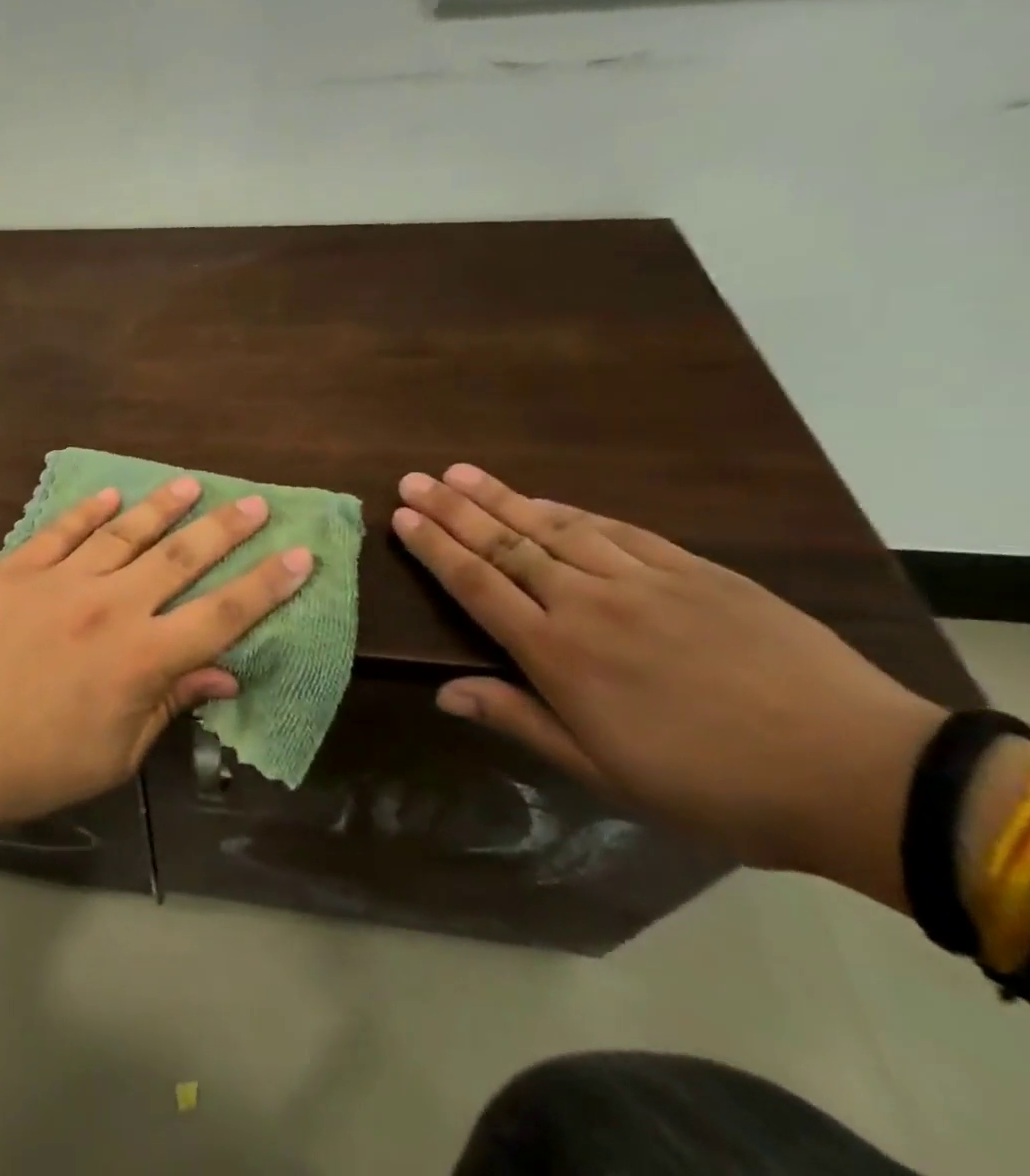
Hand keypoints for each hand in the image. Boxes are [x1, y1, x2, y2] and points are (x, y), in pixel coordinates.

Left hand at [0, 476, 313, 834]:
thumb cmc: (35, 766)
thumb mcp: (117, 753)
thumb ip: (170, 703)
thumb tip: (224, 672)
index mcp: (143, 658)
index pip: (223, 614)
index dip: (268, 584)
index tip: (301, 554)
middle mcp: (110, 607)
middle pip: (181, 558)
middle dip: (225, 529)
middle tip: (255, 503)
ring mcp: (60, 581)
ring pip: (124, 533)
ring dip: (163, 508)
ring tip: (191, 485)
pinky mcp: (15, 570)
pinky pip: (61, 531)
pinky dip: (89, 510)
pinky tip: (111, 495)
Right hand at [392, 464, 946, 908]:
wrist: (856, 770)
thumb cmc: (712, 785)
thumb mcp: (603, 772)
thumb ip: (518, 719)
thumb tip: (444, 693)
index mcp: (558, 655)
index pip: (477, 585)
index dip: (434, 548)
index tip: (402, 517)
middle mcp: (587, 604)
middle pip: (505, 545)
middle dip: (452, 510)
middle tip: (414, 480)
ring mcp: (642, 581)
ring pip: (553, 528)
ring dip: (501, 498)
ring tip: (460, 472)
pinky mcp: (693, 570)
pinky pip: (617, 530)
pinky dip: (572, 511)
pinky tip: (544, 499)